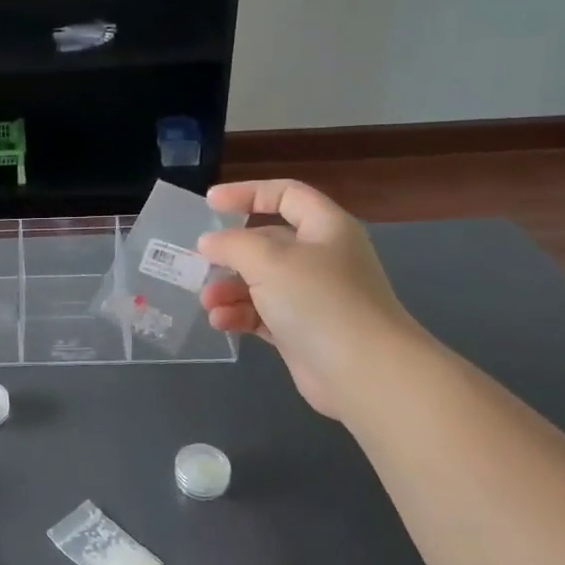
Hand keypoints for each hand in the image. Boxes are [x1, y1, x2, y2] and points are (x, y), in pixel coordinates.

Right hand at [197, 180, 423, 419]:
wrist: (363, 371)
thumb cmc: (319, 301)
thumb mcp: (268, 261)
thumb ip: (232, 244)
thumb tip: (209, 242)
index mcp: (325, 228)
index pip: (286, 195)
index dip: (248, 193)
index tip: (210, 203)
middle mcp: (321, 258)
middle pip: (268, 243)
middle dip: (231, 253)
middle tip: (201, 262)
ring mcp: (313, 297)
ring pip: (261, 282)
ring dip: (230, 288)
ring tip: (208, 301)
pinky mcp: (302, 331)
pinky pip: (263, 314)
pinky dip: (240, 315)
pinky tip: (220, 322)